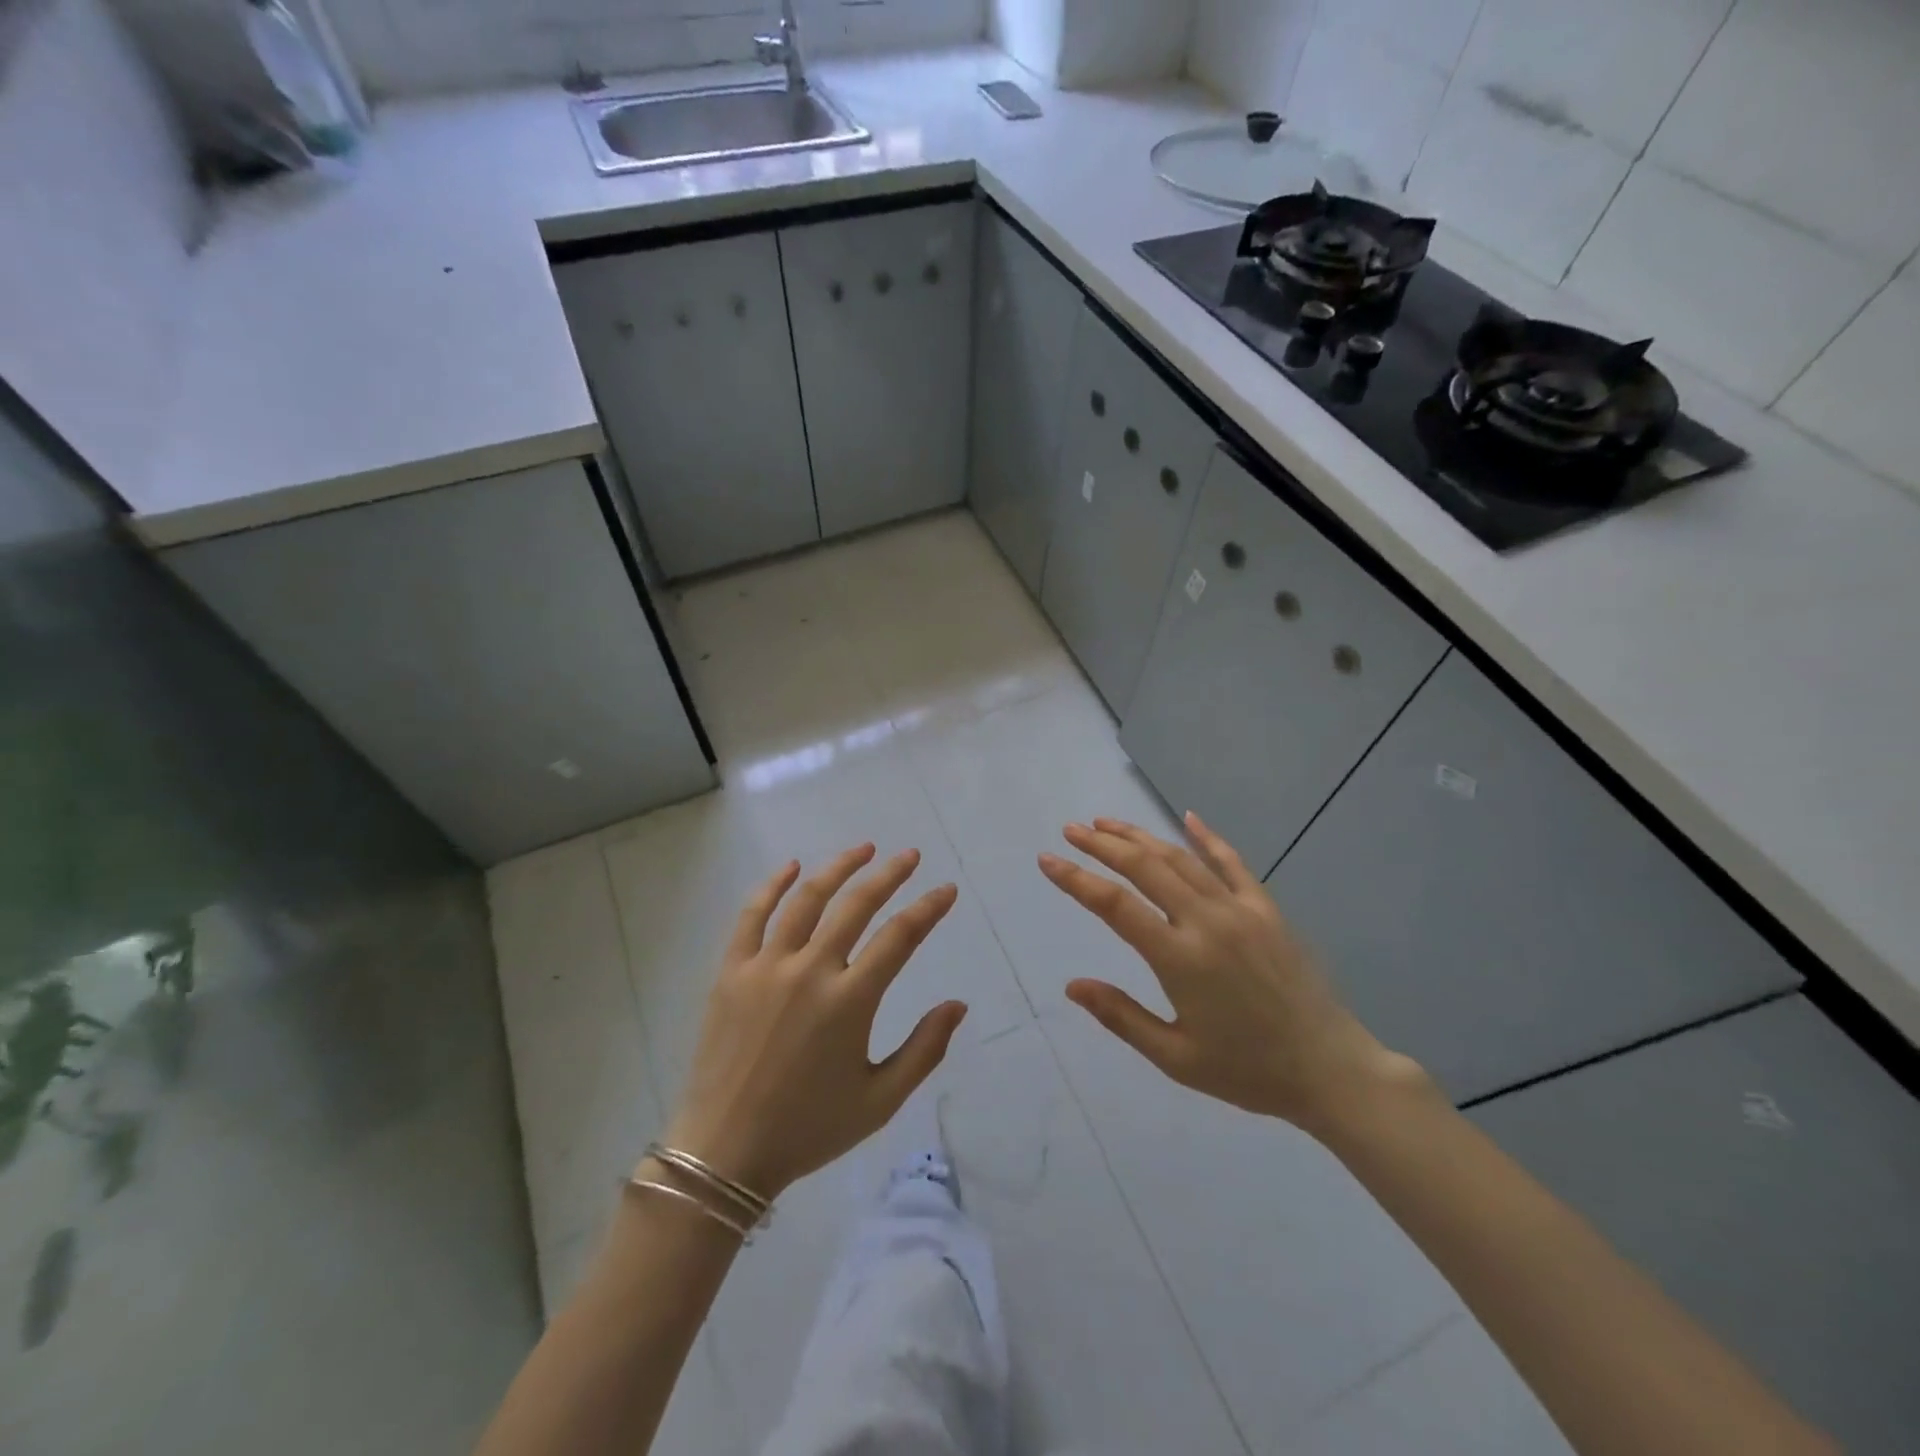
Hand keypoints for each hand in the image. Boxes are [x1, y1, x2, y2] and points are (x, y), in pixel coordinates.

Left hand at [660, 845, 966, 1199]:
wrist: (724, 1152)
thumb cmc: (808, 1129)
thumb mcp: (879, 1100)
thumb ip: (924, 1050)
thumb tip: (958, 1004)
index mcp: (850, 1002)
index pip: (899, 938)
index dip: (928, 908)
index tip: (946, 890)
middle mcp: (810, 972)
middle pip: (856, 905)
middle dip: (889, 875)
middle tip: (910, 856)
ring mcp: (766, 967)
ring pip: (806, 899)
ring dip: (838, 868)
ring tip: (863, 849)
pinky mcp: (731, 972)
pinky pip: (752, 916)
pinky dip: (772, 885)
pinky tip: (791, 867)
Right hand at [1038, 812, 1420, 1133]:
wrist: (1330, 1069)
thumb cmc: (1247, 1070)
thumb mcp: (1176, 1058)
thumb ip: (1121, 1017)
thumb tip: (1072, 985)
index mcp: (1180, 959)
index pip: (1115, 906)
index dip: (1076, 879)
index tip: (1047, 860)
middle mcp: (1207, 922)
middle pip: (1145, 867)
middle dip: (1103, 845)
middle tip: (1071, 830)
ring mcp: (1240, 910)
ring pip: (1181, 858)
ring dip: (1140, 837)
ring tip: (1107, 824)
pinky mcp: (1266, 909)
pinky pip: (1232, 863)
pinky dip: (1207, 837)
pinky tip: (1188, 817)